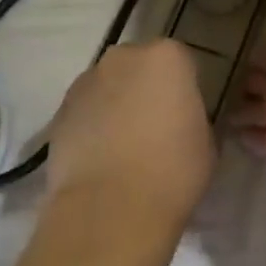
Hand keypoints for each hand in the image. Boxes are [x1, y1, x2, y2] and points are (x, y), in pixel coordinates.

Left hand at [47, 39, 214, 231]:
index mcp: (166, 58)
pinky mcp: (59, 112)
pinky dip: (92, 126)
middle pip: (139, 66)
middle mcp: (122, 58)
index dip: (185, 89)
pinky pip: (85, 111)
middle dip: (146, 89)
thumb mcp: (207, 144)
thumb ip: (194, 119)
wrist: (111, 207)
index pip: (181, 62)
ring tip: (124, 148)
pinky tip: (101, 158)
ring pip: (107, 87)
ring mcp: (85, 82)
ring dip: (116, 106)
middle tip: (156, 127)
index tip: (187, 115)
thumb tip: (182, 123)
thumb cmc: (173, 172)